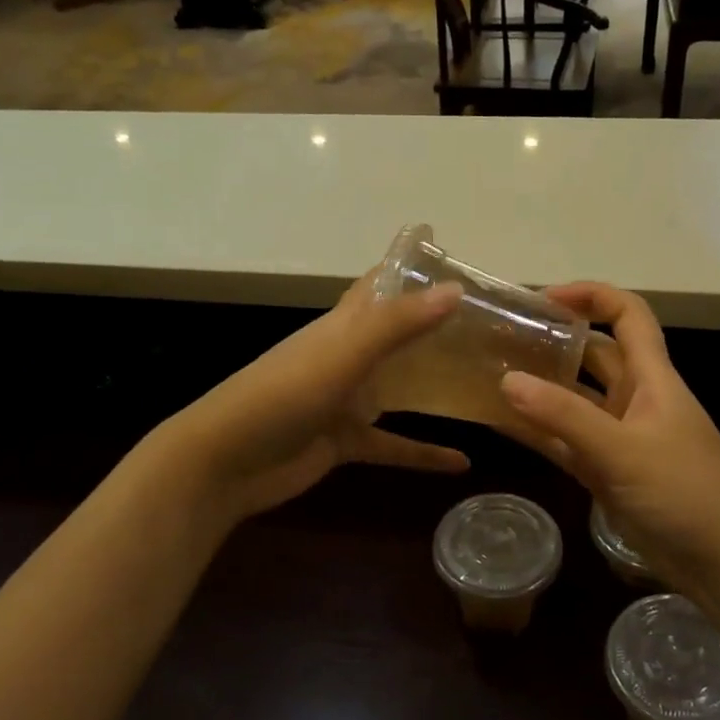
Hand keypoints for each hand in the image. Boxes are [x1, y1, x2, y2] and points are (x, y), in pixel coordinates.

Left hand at [153, 274, 469, 525]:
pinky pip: (392, 443)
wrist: (225, 463)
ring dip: (435, 385)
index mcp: (342, 326)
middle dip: (438, 327)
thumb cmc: (281, 396)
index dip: (412, 266)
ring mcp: (346, 400)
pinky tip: (461, 463)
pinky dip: (423, 452)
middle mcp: (347, 356)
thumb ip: (396, 325)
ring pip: (400, 387)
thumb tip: (455, 290)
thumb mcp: (341, 356)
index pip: (381, 283)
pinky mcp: (345, 441)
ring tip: (488, 382)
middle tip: (494, 325)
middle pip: (399, 334)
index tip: (456, 255)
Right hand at [499, 283, 719, 605]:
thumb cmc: (686, 492)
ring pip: (574, 399)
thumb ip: (565, 416)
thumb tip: (507, 380)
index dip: (590, 296)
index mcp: (652, 377)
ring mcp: (619, 436)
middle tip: (502, 337)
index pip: (627, 315)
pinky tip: (498, 423)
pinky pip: (565, 440)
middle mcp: (634, 398)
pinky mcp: (606, 471)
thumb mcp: (624, 450)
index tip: (542, 300)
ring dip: (540, 387)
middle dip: (554, 340)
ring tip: (489, 373)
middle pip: (593, 354)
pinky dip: (537, 431)